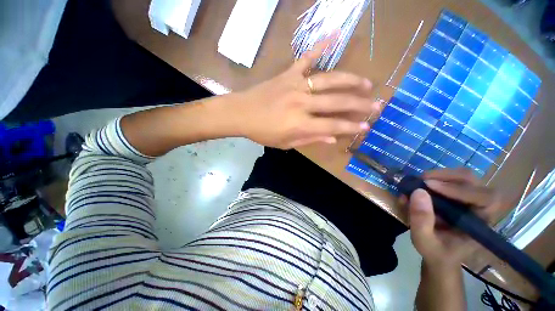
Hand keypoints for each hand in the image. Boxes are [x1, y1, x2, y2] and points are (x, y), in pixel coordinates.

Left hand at [232, 38, 379, 148]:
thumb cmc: (262, 132)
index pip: (332, 126)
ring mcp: (295, 85)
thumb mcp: (285, 143)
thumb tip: (332, 139)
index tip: (366, 126)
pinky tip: (335, 33)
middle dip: (358, 104)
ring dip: (350, 81)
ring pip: (329, 80)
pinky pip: (307, 57)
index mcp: (299, 124)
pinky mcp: (288, 74)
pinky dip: (321, 46)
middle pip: (336, 102)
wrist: (241, 113)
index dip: (350, 127)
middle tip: (377, 105)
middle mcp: (301, 103)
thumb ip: (309, 140)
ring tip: (366, 83)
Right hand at [404, 169, 505, 267]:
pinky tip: (422, 185)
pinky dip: (436, 178)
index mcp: (480, 223)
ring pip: (463, 177)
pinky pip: (453, 180)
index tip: (429, 185)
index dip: (459, 189)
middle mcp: (480, 208)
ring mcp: (471, 200)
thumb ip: (421, 220)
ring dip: (441, 175)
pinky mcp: (459, 197)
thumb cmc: (436, 252)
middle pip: (474, 181)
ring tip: (420, 181)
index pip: (484, 198)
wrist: (440, 255)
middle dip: (447, 176)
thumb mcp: (424, 240)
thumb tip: (418, 191)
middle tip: (423, 179)